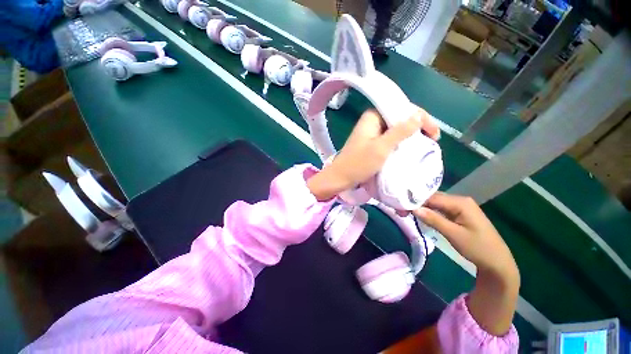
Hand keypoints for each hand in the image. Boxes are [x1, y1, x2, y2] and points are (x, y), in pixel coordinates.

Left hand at [307, 107, 438, 200]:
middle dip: (417, 127)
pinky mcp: (372, 143)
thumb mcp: (381, 148)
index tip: (434, 133)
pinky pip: (390, 139)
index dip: (421, 117)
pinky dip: (401, 143)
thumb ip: (399, 132)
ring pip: (396, 129)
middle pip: (400, 118)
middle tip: (433, 140)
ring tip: (426, 145)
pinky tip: (411, 149)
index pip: (401, 108)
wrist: (340, 178)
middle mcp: (372, 121)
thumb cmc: (358, 164)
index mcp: (372, 116)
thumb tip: (418, 116)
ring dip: (410, 136)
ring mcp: (371, 132)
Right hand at [413, 192, 519, 335]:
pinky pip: (440, 209)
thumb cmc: (478, 248)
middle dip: (416, 203)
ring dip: (421, 207)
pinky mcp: (459, 213)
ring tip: (406, 211)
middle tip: (400, 210)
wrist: (498, 262)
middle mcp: (460, 200)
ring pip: (435, 203)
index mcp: (461, 202)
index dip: (414, 201)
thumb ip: (434, 220)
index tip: (400, 207)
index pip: (432, 197)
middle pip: (433, 198)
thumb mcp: (454, 235)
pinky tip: (420, 214)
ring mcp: (460, 207)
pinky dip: (429, 212)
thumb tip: (414, 208)